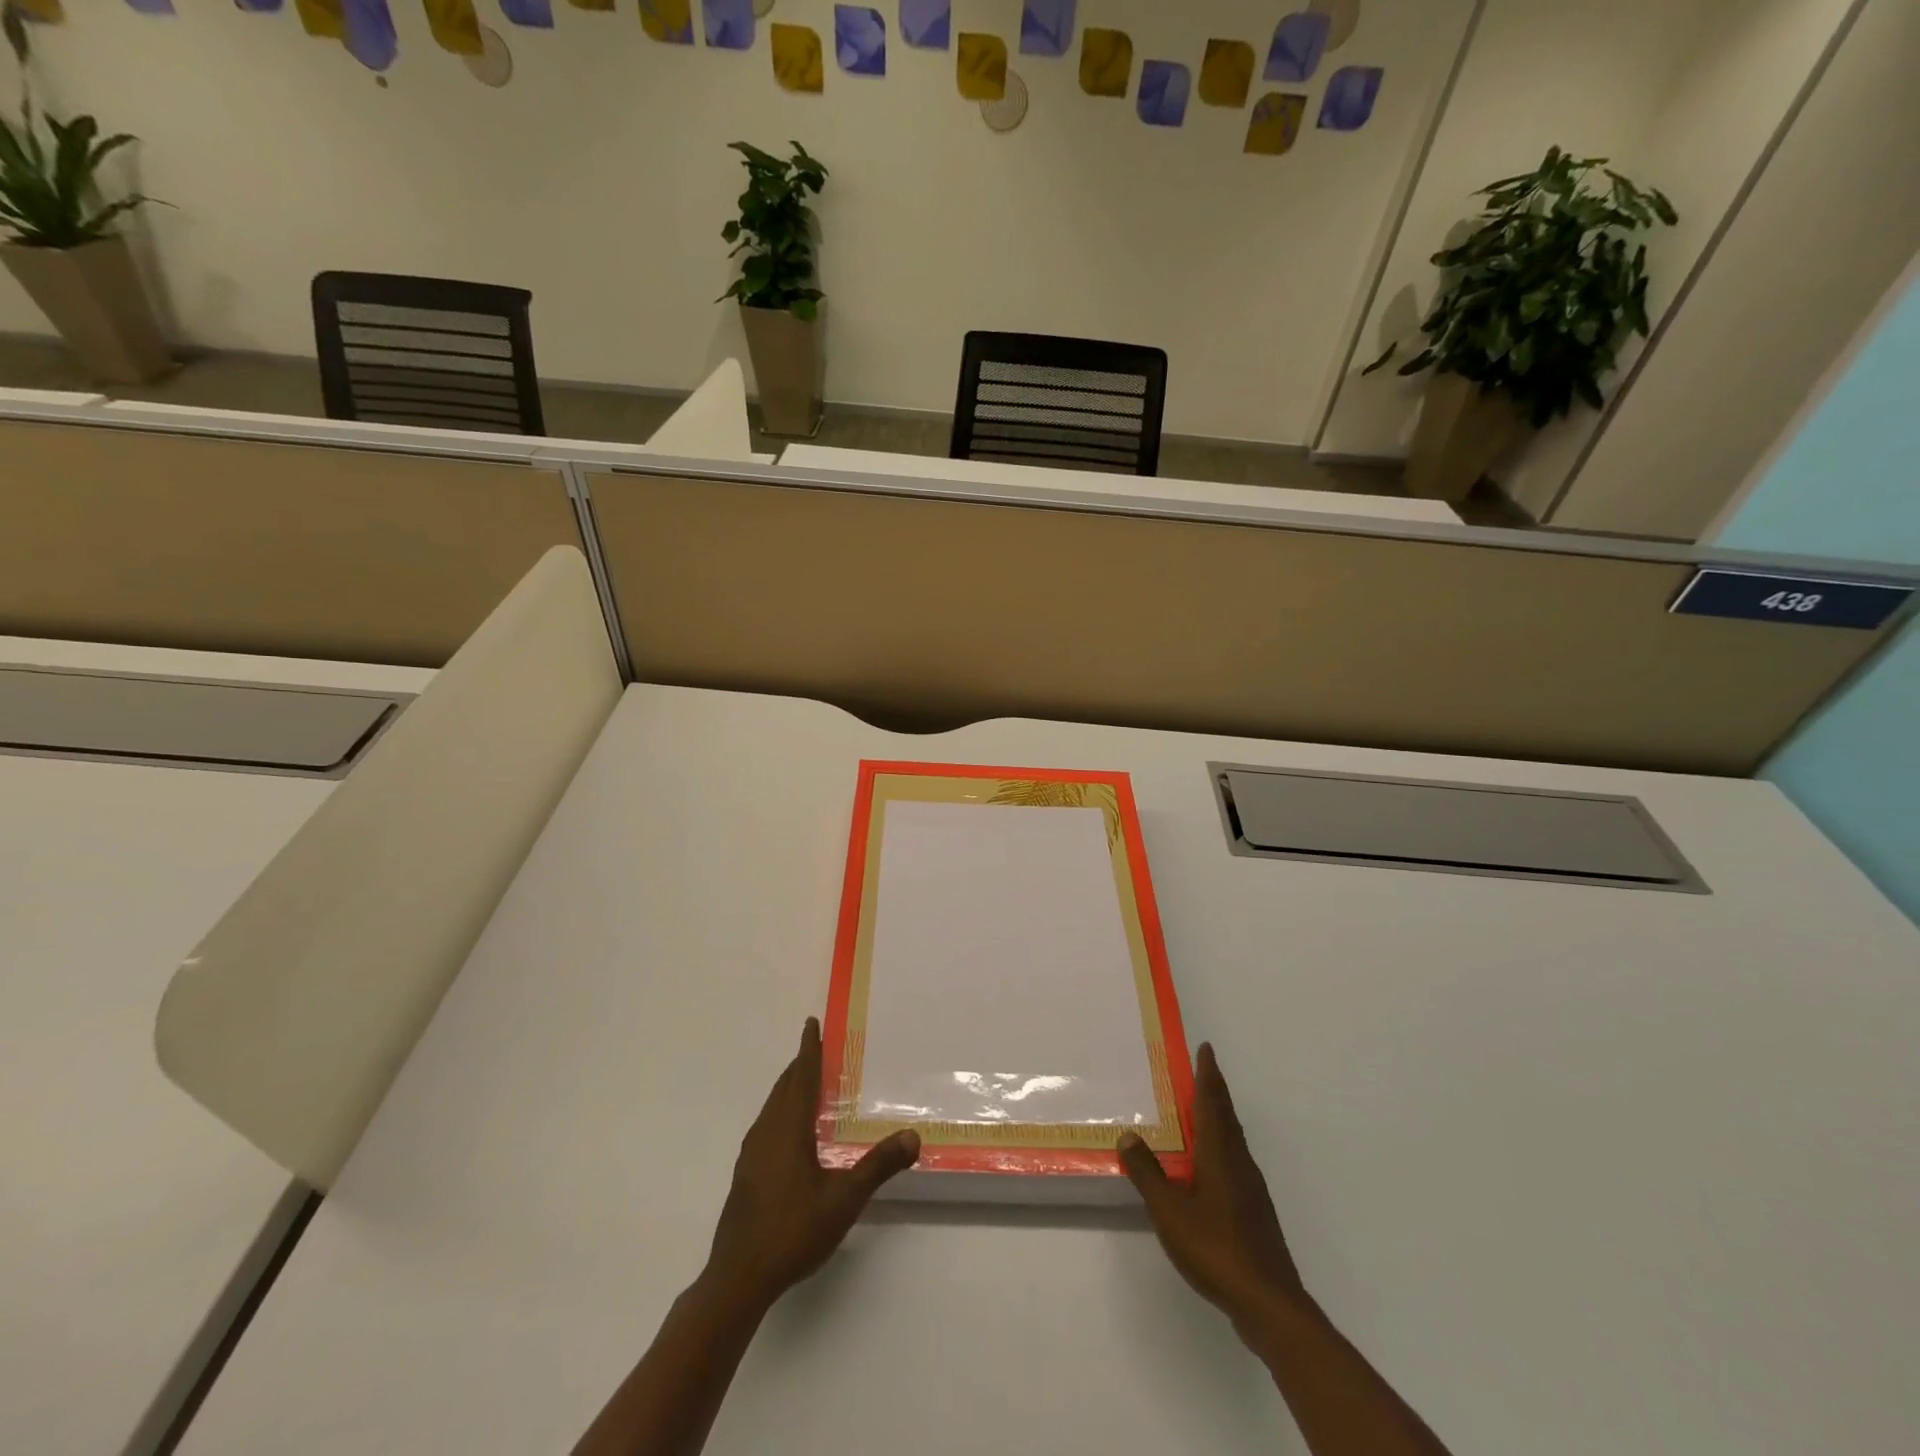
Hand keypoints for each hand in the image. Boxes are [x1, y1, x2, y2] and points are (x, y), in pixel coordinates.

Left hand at [704, 1017, 919, 1312]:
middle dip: (800, 1065)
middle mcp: (767, 1132)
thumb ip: (878, 1166)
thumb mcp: (844, 1199)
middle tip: (817, 1049)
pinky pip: (767, 1126)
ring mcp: (752, 1154)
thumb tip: (913, 1135)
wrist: (738, 1278)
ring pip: (772, 1107)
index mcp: (788, 1128)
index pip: (802, 1077)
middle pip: (784, 1088)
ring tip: (807, 1084)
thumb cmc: (792, 1231)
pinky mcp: (746, 1175)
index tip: (811, 1023)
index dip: (808, 1049)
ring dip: (789, 1089)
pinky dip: (781, 1112)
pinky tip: (791, 1134)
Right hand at [1118, 1042, 1306, 1327]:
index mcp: (1220, 1154)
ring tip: (1200, 1112)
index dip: (1208, 1074)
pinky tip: (1208, 1167)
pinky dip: (1221, 1147)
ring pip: (1233, 1140)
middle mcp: (1239, 1163)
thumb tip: (1129, 1135)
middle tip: (1200, 1071)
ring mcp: (1251, 1188)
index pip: (1213, 1103)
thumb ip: (1148, 1172)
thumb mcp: (1169, 1209)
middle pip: (1227, 1117)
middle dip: (1214, 1092)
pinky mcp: (1255, 1212)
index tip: (1206, 1048)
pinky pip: (1235, 1162)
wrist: (1269, 1303)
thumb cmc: (1215, 1247)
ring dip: (1219, 1118)